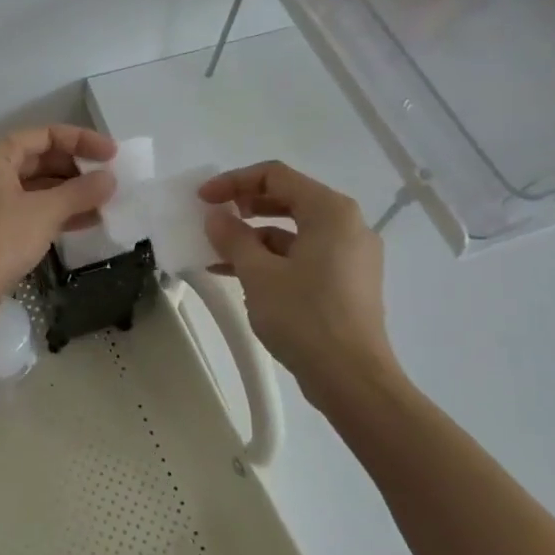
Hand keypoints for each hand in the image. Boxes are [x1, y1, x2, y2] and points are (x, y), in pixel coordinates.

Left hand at [0, 125, 116, 320]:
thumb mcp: (45, 212)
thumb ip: (80, 192)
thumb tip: (109, 179)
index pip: (46, 135)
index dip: (82, 141)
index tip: (113, 155)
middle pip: (42, 159)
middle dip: (77, 170)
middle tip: (111, 183)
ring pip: (38, 187)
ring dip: (71, 194)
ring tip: (106, 204)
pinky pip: (32, 209)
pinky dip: (57, 213)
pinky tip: (88, 222)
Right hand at [200, 161, 397, 391]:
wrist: (352, 378)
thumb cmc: (305, 317)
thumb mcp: (258, 274)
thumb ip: (233, 237)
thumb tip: (216, 217)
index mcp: (331, 211)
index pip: (276, 176)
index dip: (233, 182)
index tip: (202, 199)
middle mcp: (347, 225)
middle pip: (288, 198)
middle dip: (245, 206)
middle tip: (213, 218)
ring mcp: (350, 255)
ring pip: (294, 230)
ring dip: (254, 236)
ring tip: (217, 252)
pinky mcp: (347, 281)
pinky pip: (303, 255)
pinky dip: (272, 259)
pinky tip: (239, 275)